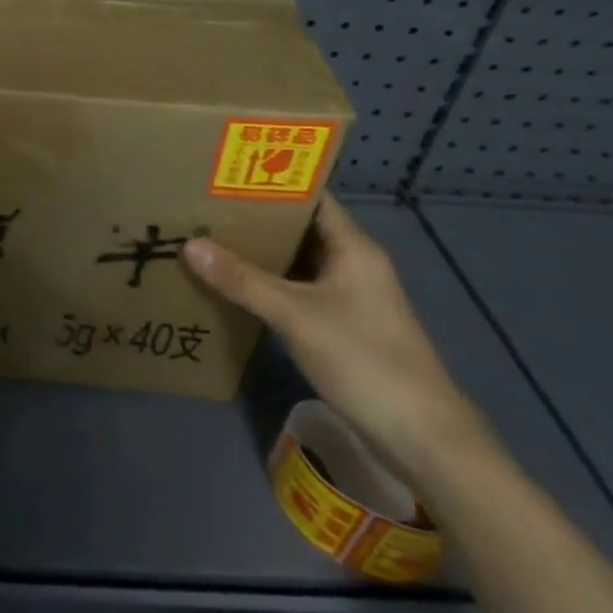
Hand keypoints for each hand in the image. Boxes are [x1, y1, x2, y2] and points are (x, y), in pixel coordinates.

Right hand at [183, 194, 489, 490]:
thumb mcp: (295, 315)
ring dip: (261, 253)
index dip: (272, 183)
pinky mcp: (343, 326)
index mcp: (353, 248)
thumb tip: (189, 245)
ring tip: (210, 238)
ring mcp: (350, 297)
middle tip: (205, 205)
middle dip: (256, 218)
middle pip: (300, 228)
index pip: (311, 197)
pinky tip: (235, 285)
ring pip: (297, 261)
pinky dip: (270, 284)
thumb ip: (242, 280)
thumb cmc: (363, 360)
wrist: (422, 438)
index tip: (226, 174)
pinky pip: (298, 291)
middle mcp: (353, 264)